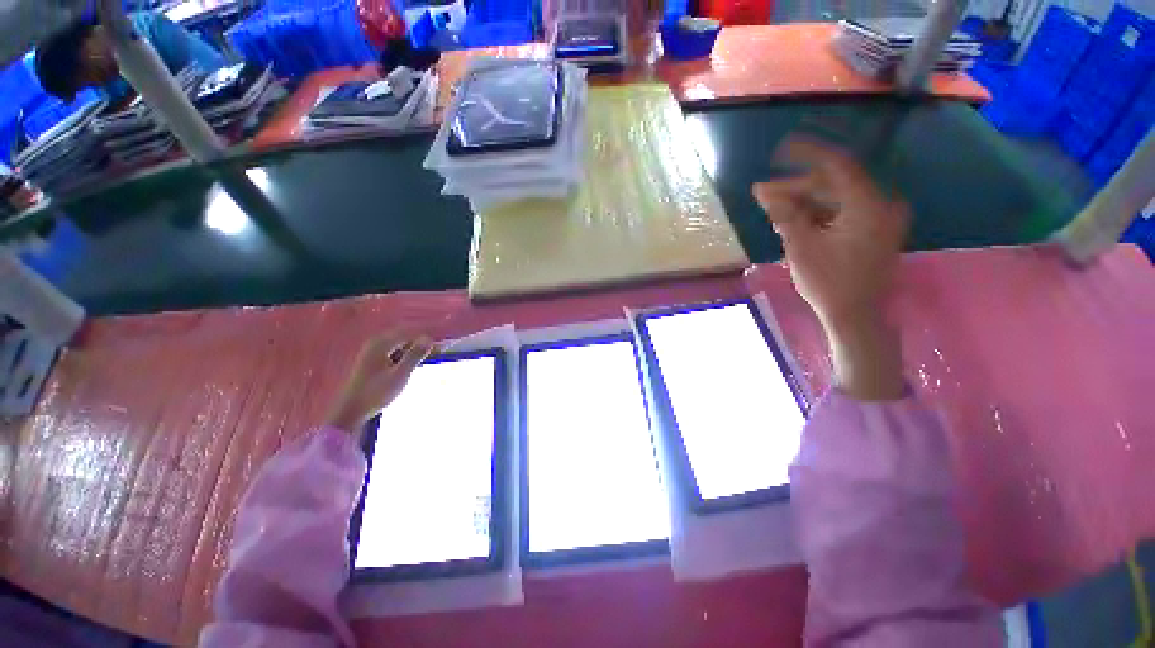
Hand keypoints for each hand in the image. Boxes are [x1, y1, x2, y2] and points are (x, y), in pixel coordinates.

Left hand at [326, 332, 435, 434]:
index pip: (410, 331)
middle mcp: (376, 342)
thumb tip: (429, 339)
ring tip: (433, 351)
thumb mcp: (400, 375)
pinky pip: (395, 348)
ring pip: (400, 341)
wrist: (352, 411)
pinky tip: (415, 359)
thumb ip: (415, 355)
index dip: (427, 333)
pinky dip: (408, 351)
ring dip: (416, 344)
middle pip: (405, 333)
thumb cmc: (375, 393)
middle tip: (441, 345)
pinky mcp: (373, 359)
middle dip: (423, 337)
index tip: (444, 340)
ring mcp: (373, 351)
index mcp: (381, 343)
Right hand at [752, 139, 909, 400]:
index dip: (806, 154)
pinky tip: (795, 222)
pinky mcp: (873, 231)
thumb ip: (785, 214)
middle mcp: (879, 205)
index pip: (836, 165)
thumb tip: (763, 191)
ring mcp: (879, 219)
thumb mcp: (801, 247)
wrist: (855, 317)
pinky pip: (843, 212)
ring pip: (836, 199)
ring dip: (804, 202)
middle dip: (796, 187)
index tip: (780, 149)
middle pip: (834, 183)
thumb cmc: (828, 283)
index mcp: (867, 205)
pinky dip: (818, 214)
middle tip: (763, 194)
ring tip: (774, 211)